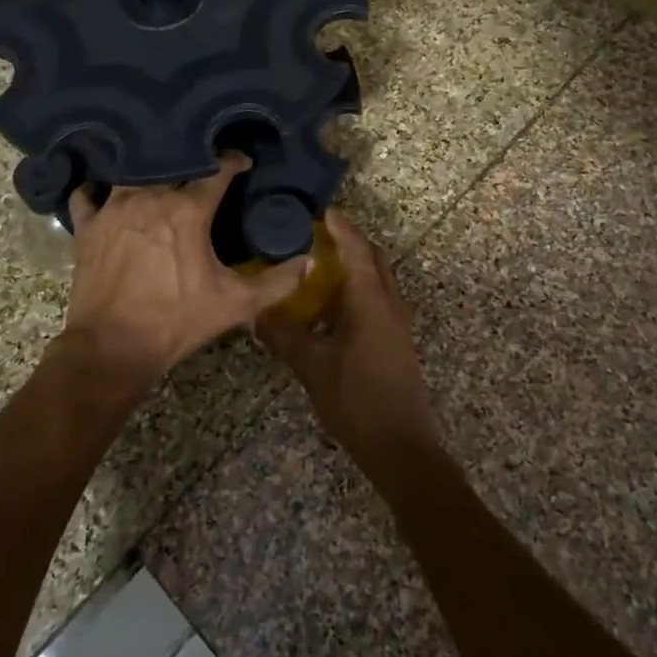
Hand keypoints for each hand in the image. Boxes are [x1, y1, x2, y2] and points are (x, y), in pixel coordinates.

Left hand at [60, 156, 310, 390]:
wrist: (113, 348)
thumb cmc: (177, 322)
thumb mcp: (236, 305)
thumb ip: (277, 282)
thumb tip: (309, 262)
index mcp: (188, 210)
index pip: (217, 170)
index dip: (234, 162)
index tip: (242, 162)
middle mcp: (150, 197)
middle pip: (173, 163)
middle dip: (190, 160)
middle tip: (201, 167)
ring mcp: (113, 208)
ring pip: (131, 172)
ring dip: (146, 170)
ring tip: (157, 174)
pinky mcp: (87, 225)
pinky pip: (87, 195)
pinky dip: (96, 190)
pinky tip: (103, 192)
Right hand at [256, 209, 441, 473]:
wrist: (401, 447)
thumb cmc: (357, 399)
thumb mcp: (312, 366)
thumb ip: (283, 336)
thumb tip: (255, 313)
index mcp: (371, 298)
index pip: (356, 246)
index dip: (339, 225)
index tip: (318, 209)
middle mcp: (389, 301)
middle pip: (373, 257)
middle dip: (348, 240)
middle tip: (314, 235)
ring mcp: (397, 321)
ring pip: (377, 278)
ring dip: (353, 265)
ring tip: (317, 265)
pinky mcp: (396, 339)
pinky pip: (377, 299)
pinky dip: (356, 289)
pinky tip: (329, 307)